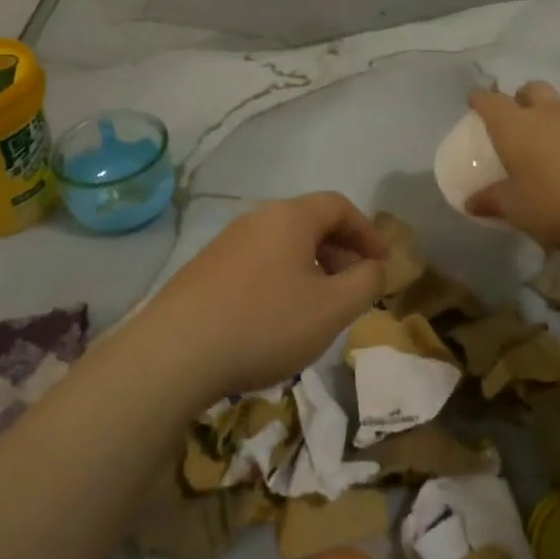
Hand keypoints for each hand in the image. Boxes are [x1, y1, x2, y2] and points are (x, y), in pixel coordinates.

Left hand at [140, 192, 387, 400]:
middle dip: (341, 251)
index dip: (368, 231)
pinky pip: (257, 263)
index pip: (339, 206)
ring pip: (282, 245)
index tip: (383, 264)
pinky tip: (278, 318)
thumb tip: (375, 267)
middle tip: (356, 286)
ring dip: (311, 268)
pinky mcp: (205, 270)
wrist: (175, 353)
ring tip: (320, 306)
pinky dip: (281, 280)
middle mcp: (256, 219)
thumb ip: (366, 283)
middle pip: (309, 222)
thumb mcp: (332, 308)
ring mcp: (226, 243)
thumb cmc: (266, 323)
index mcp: (289, 217)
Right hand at [466, 82, 559, 250]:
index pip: (491, 102)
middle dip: (523, 97)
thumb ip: (494, 202)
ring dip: (558, 113)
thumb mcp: (518, 210)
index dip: (481, 99)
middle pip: (533, 90)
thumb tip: (472, 203)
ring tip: (557, 136)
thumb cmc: (559, 201)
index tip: (475, 99)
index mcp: (516, 127)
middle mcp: (549, 115)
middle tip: (519, 115)